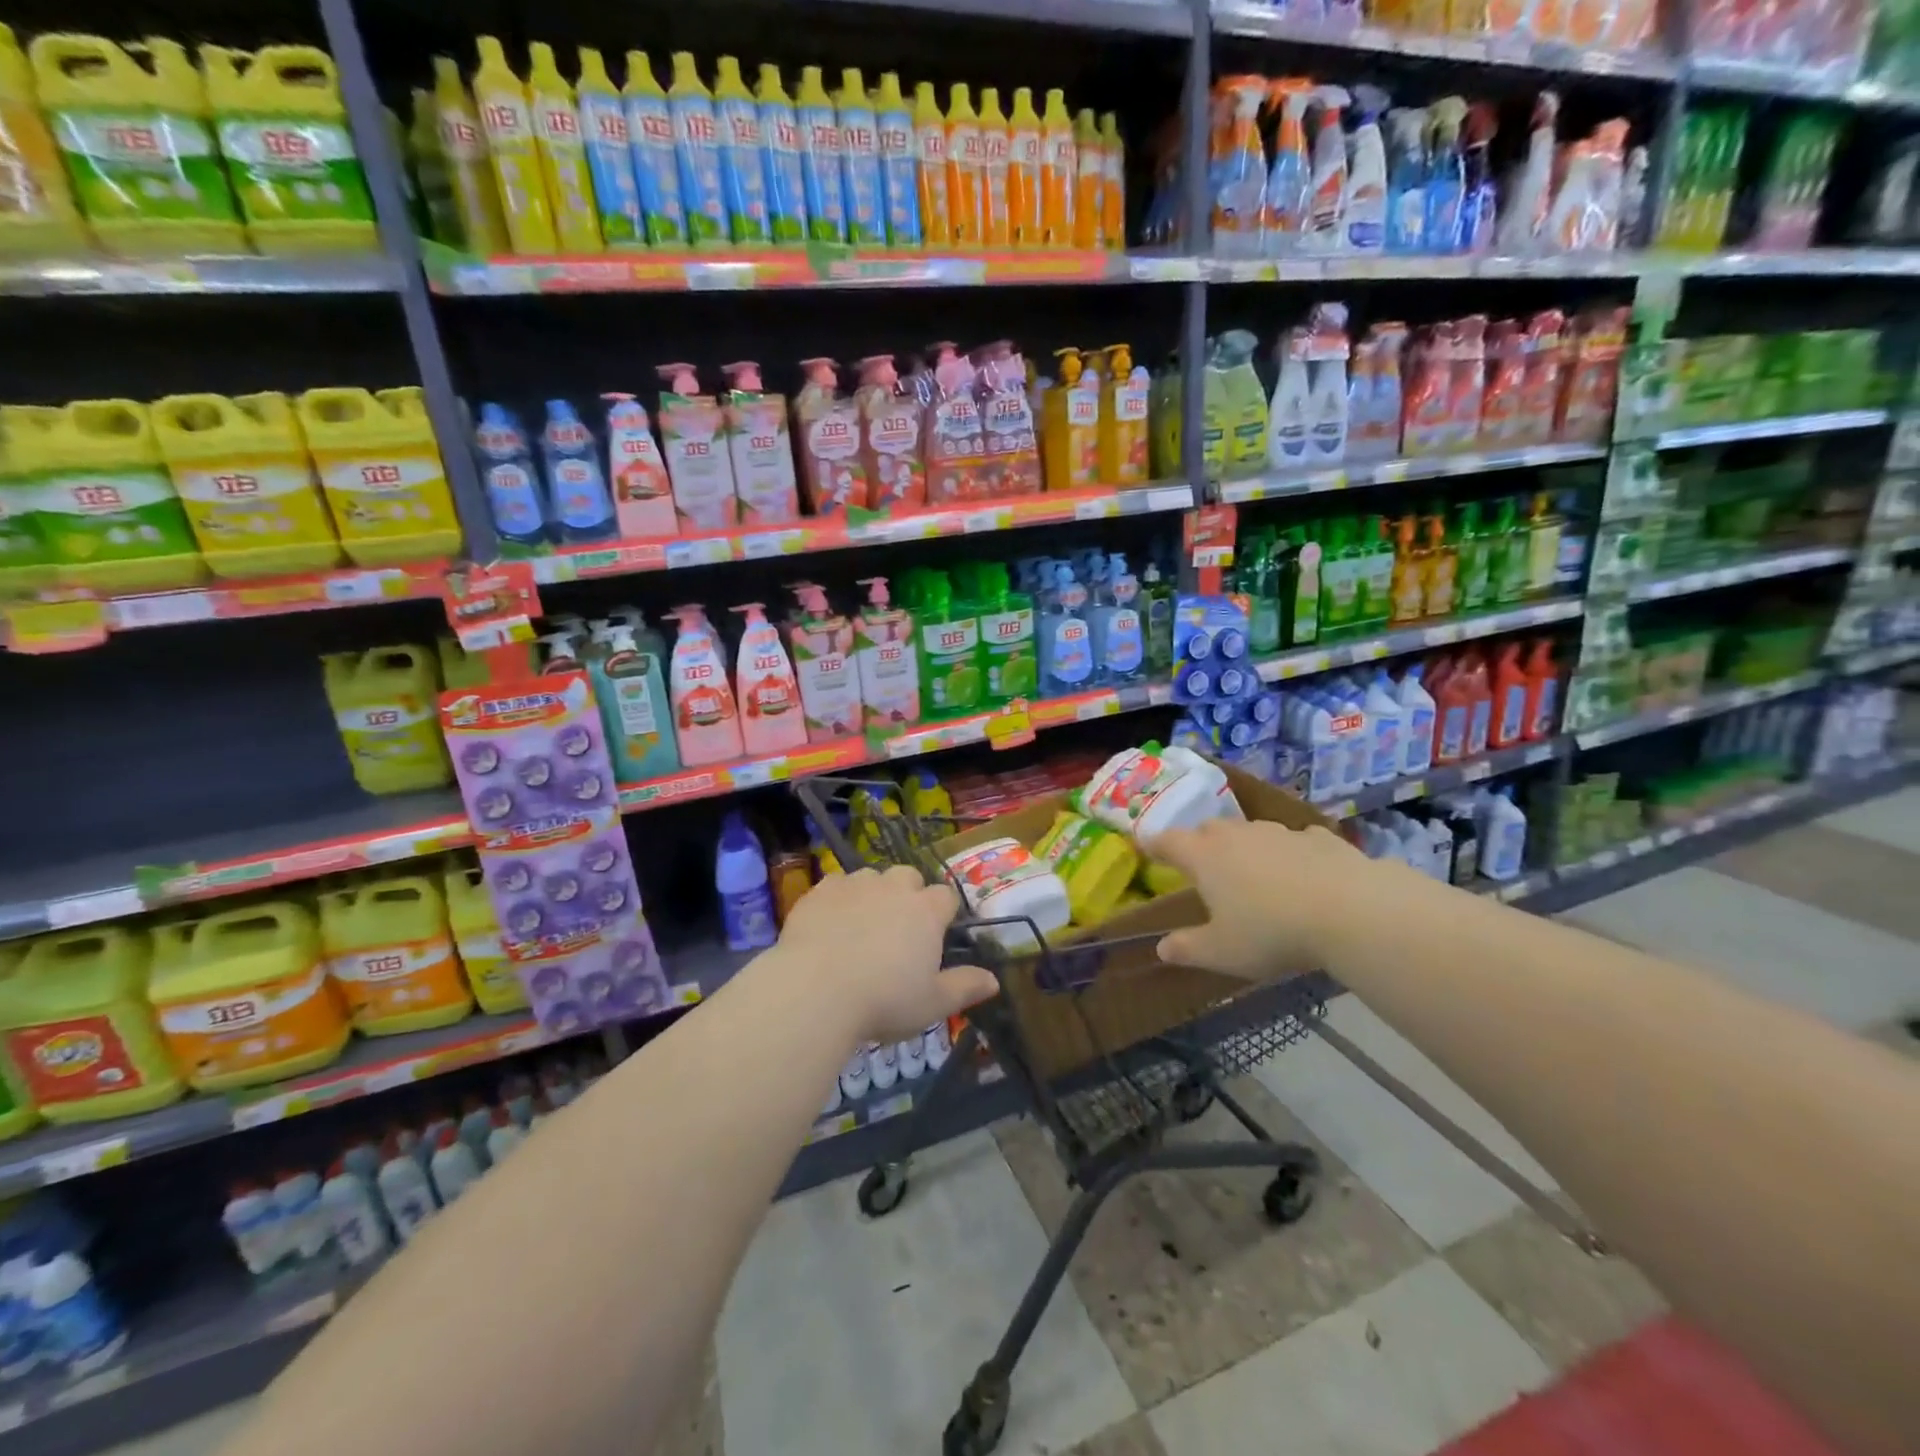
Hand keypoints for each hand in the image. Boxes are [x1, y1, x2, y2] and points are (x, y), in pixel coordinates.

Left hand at [775, 866, 998, 1043]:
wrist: (815, 990)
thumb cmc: (883, 1000)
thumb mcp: (932, 1004)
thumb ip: (965, 987)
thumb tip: (993, 980)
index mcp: (926, 911)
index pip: (946, 896)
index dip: (942, 913)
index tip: (935, 935)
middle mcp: (894, 888)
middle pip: (909, 876)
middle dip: (908, 894)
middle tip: (898, 929)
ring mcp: (856, 884)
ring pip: (872, 876)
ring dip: (873, 893)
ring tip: (862, 925)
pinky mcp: (821, 890)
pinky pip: (836, 883)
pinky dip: (839, 897)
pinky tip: (831, 923)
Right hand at [1143, 818, 1374, 979]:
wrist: (1352, 911)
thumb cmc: (1271, 932)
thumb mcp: (1222, 952)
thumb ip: (1188, 948)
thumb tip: (1161, 949)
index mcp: (1205, 857)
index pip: (1168, 841)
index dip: (1154, 844)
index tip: (1146, 846)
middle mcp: (1237, 836)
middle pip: (1208, 829)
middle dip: (1199, 842)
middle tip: (1201, 864)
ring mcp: (1280, 832)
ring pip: (1251, 831)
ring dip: (1245, 845)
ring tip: (1252, 871)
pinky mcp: (1320, 838)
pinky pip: (1295, 840)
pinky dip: (1290, 852)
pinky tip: (1302, 871)